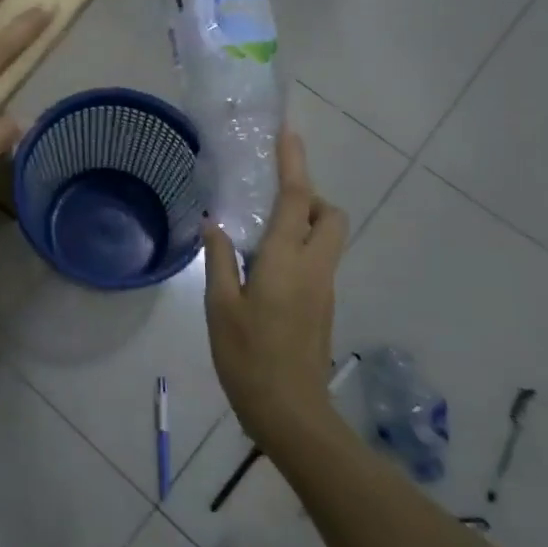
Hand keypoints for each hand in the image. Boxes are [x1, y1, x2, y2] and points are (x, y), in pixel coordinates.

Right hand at [201, 130, 350, 451]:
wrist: (291, 413)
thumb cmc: (248, 357)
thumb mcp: (220, 306)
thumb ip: (220, 260)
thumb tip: (216, 223)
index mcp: (287, 260)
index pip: (297, 199)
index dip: (293, 162)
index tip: (289, 133)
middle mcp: (315, 267)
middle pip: (330, 215)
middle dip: (309, 197)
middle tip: (271, 205)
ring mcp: (324, 288)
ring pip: (328, 238)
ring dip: (304, 223)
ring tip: (259, 237)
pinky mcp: (323, 306)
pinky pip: (318, 260)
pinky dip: (300, 248)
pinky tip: (264, 270)